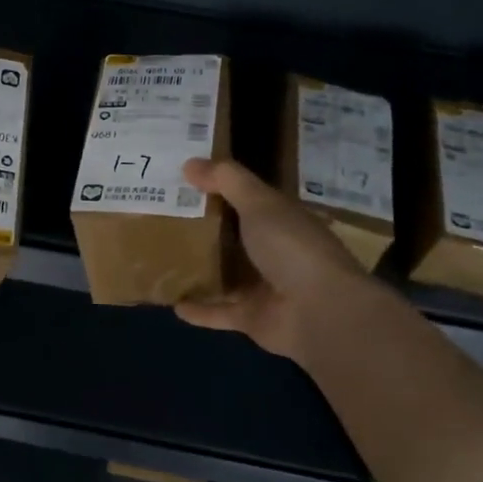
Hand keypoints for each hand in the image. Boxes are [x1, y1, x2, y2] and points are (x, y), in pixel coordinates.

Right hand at [173, 157, 373, 363]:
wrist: (321, 312)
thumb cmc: (292, 247)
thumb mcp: (259, 203)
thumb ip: (226, 180)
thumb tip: (189, 163)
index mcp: (281, 220)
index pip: (248, 199)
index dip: (218, 188)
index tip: (182, 180)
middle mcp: (275, 251)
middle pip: (234, 237)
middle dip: (203, 228)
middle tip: (161, 217)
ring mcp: (264, 287)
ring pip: (226, 275)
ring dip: (199, 270)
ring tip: (161, 258)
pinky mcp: (252, 319)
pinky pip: (219, 311)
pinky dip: (199, 309)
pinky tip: (172, 303)